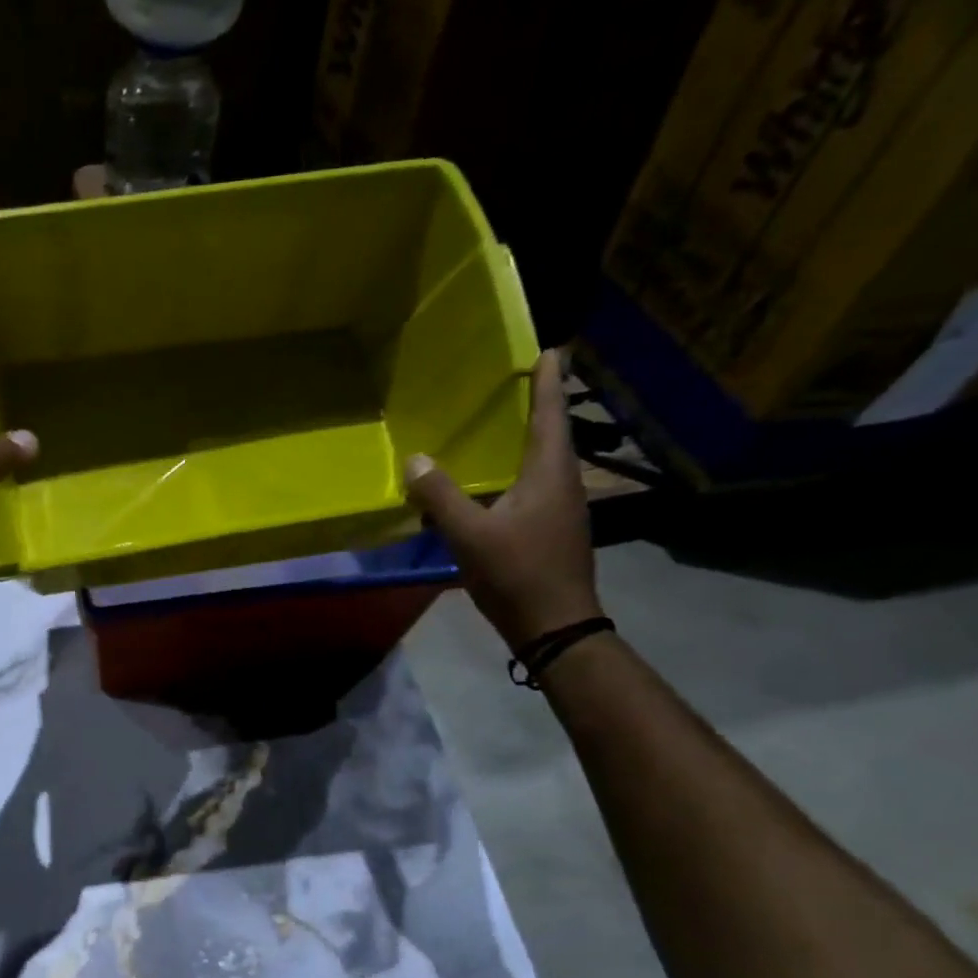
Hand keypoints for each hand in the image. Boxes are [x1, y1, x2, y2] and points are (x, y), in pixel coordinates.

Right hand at [404, 351, 600, 653]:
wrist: (555, 627)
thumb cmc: (516, 574)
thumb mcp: (470, 535)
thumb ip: (440, 496)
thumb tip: (415, 459)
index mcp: (549, 475)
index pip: (549, 415)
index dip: (548, 383)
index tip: (550, 351)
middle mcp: (563, 485)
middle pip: (551, 435)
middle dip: (538, 407)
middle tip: (520, 383)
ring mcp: (562, 511)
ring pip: (544, 464)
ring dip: (527, 441)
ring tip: (504, 428)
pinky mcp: (554, 533)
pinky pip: (535, 489)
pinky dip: (517, 474)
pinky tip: (496, 485)